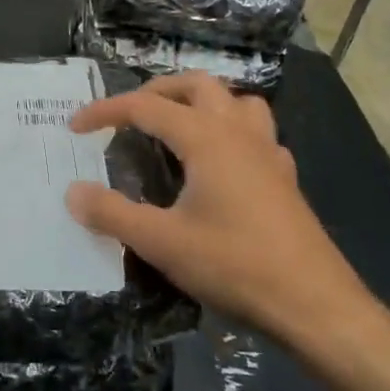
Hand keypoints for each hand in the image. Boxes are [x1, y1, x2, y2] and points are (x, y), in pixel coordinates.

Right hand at [66, 73, 389, 380]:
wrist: (315, 305)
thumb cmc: (235, 266)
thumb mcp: (161, 243)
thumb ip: (112, 214)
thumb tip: (73, 192)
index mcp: (206, 138)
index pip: (146, 106)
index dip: (106, 111)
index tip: (75, 127)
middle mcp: (238, 133)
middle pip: (196, 85)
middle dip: (156, 91)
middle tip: (129, 116)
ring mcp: (268, 153)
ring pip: (236, 101)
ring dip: (202, 102)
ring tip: (177, 126)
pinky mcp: (285, 178)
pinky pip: (258, 134)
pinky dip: (232, 131)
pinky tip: (223, 163)